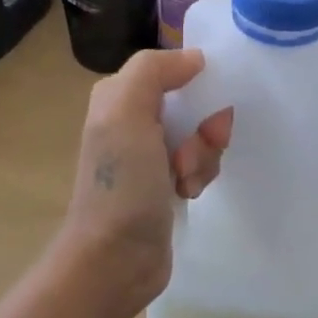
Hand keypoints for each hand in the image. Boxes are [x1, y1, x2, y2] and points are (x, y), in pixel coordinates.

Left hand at [54, 50, 232, 317]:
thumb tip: (195, 58)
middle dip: (203, 130)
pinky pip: (200, 163)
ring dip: (203, 157)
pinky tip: (187, 194)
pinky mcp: (165, 183)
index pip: (174, 70)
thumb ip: (154, 71)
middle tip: (187, 156)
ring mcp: (149, 154)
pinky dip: (201, 176)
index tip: (203, 117)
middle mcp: (132, 120)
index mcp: (119, 97)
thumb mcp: (126, 112)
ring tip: (184, 182)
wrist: (114, 259)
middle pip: (194, 103)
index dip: (197, 88)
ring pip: (202, 135)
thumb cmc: (121, 184)